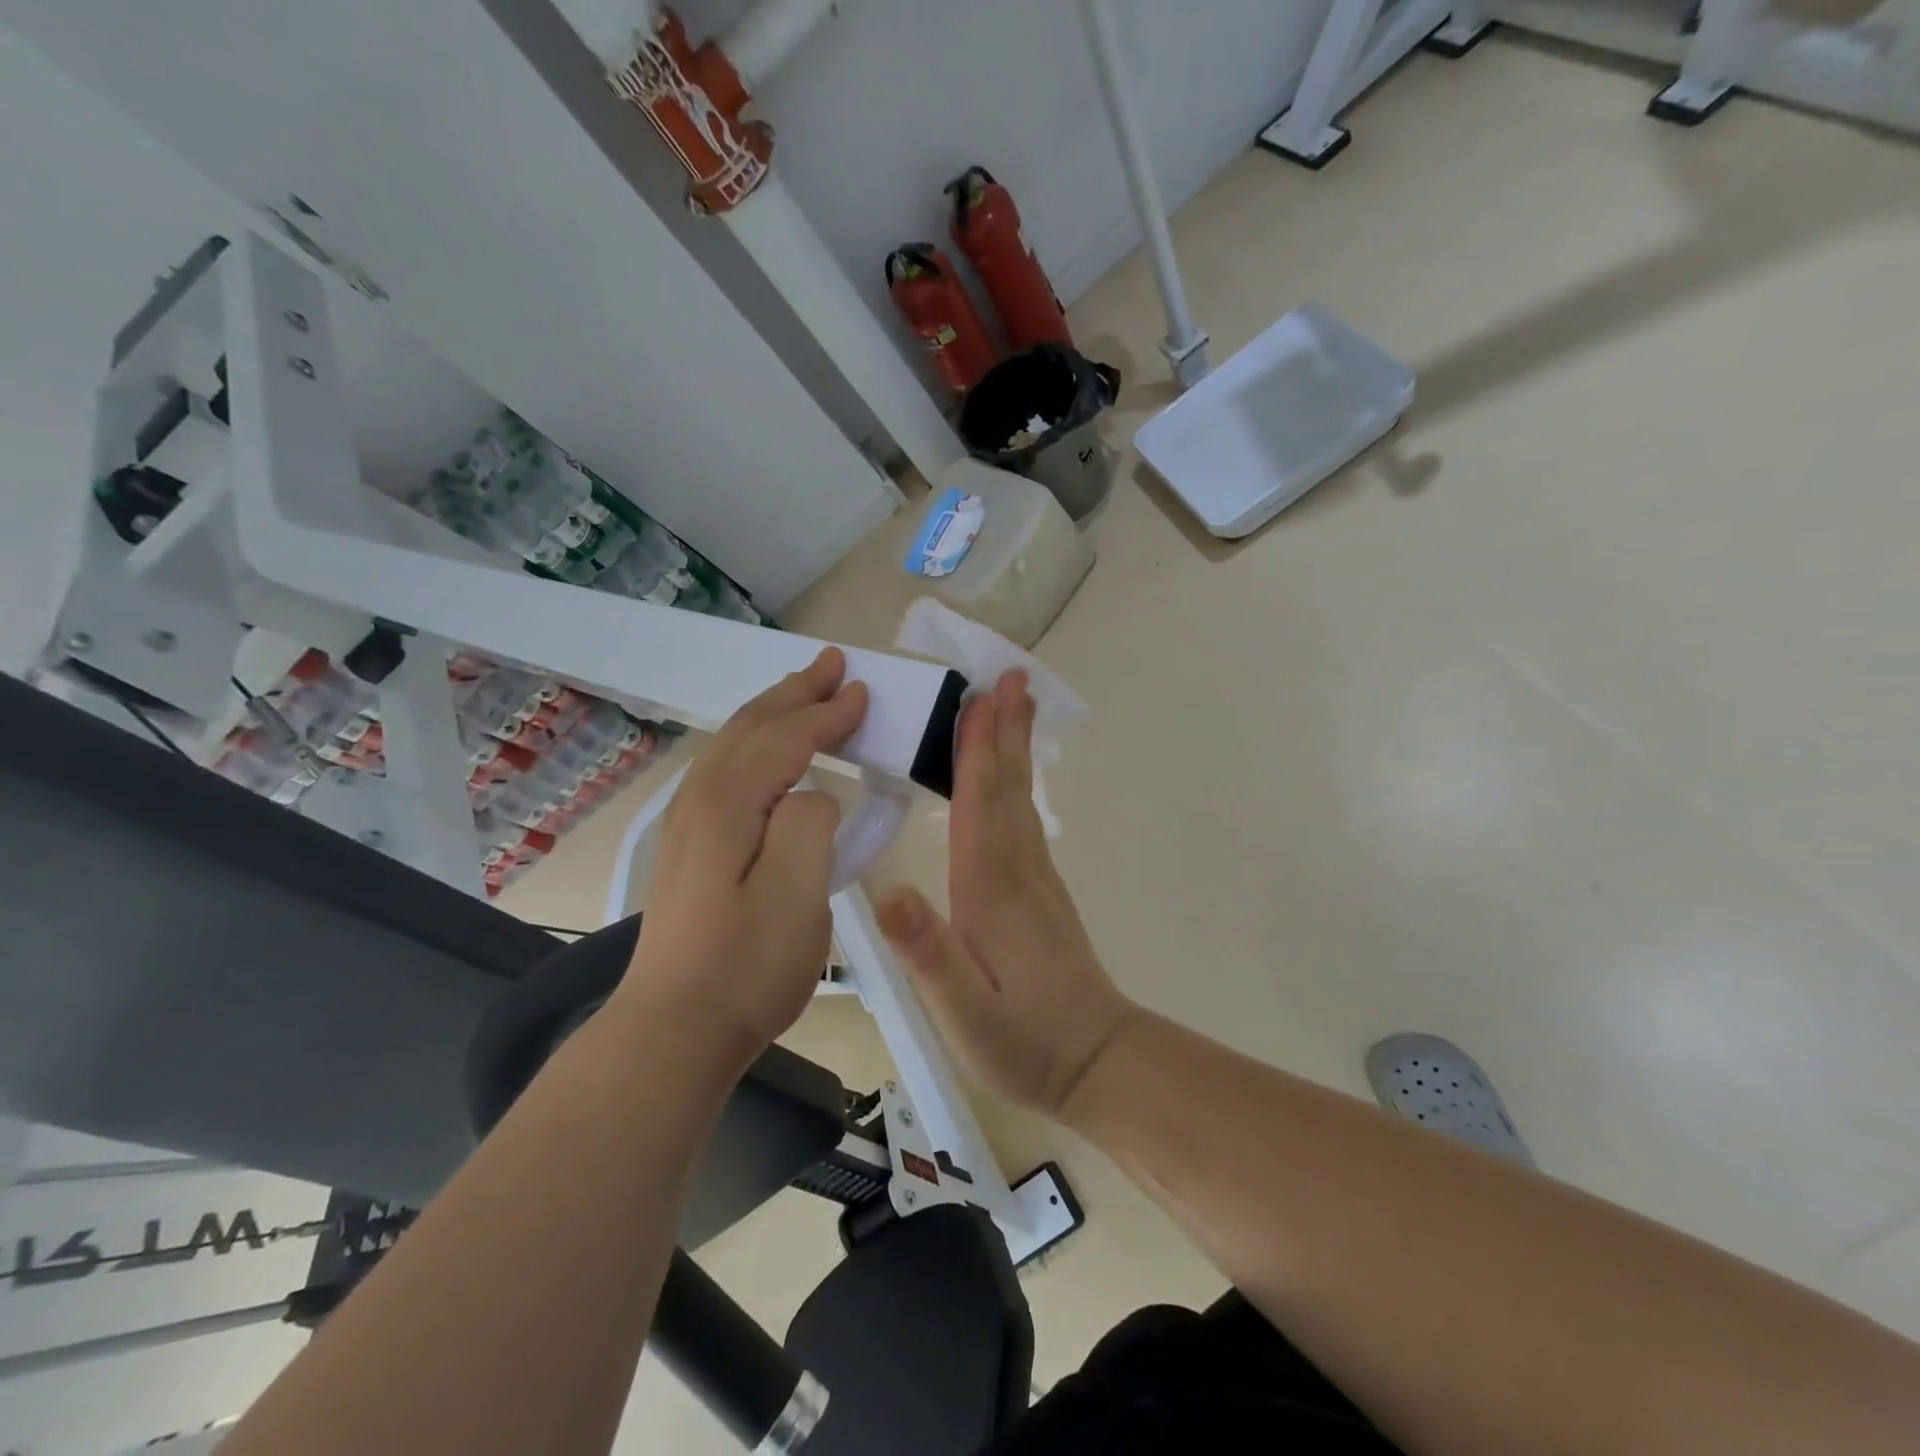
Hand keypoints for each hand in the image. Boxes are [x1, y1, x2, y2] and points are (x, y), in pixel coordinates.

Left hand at [618, 648, 867, 1067]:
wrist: (674, 1030)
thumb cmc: (746, 966)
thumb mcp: (797, 894)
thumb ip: (810, 824)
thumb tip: (813, 794)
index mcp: (729, 804)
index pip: (786, 739)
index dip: (827, 713)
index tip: (864, 692)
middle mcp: (701, 801)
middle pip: (752, 727)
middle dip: (795, 692)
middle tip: (832, 663)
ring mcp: (689, 824)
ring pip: (734, 744)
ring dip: (773, 711)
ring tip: (803, 692)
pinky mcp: (690, 848)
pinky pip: (726, 769)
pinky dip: (756, 743)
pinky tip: (766, 754)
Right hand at [876, 670, 1137, 1116]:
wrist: (1096, 1064)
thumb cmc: (1024, 1041)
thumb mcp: (964, 1013)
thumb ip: (929, 953)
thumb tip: (890, 891)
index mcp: (991, 888)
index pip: (980, 804)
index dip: (978, 750)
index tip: (982, 697)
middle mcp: (1017, 869)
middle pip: (1008, 787)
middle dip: (1005, 729)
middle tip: (1010, 675)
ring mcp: (1035, 878)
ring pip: (1020, 798)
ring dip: (1014, 748)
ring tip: (1015, 704)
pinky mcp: (1041, 892)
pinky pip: (1024, 819)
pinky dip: (1016, 784)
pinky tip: (1009, 778)